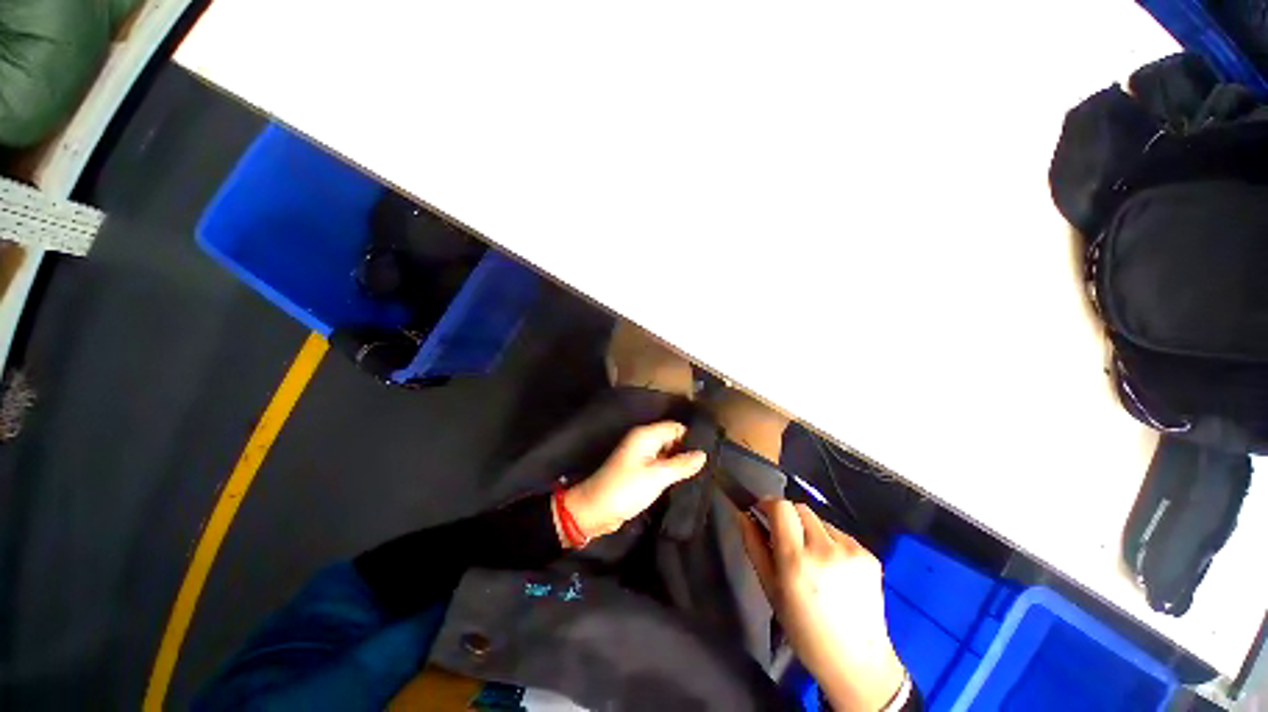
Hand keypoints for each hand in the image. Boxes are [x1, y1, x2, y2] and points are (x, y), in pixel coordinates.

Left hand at [561, 421, 706, 542]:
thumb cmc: (627, 489)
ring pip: (666, 453)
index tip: (709, 451)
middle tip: (708, 465)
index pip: (675, 427)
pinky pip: (659, 465)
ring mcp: (640, 456)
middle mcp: (643, 441)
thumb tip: (703, 454)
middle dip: (687, 450)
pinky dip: (670, 470)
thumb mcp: (657, 476)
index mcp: (646, 435)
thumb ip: (682, 464)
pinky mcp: (639, 471)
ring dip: (679, 461)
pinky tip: (684, 480)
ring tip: (701, 473)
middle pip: (671, 439)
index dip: (691, 437)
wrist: (596, 510)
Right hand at [738, 500, 906, 711]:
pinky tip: (832, 568)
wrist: (858, 661)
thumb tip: (742, 514)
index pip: (781, 507)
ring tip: (811, 560)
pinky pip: (838, 533)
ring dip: (808, 530)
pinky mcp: (869, 555)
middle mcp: (825, 549)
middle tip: (785, 541)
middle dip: (788, 518)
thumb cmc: (804, 630)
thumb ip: (754, 546)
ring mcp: (851, 550)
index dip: (768, 505)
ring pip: (819, 520)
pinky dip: (829, 542)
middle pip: (799, 508)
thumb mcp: (770, 589)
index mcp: (796, 560)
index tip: (762, 514)